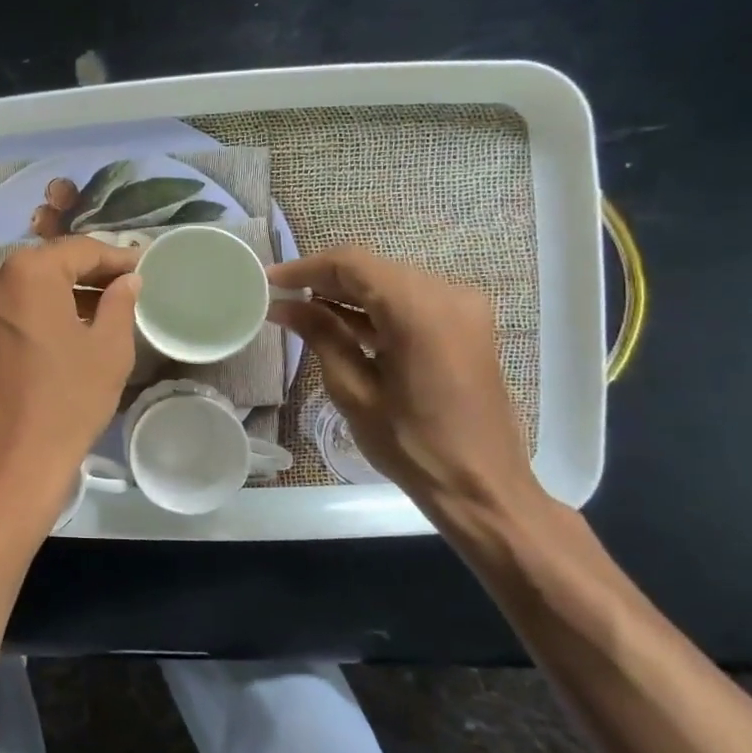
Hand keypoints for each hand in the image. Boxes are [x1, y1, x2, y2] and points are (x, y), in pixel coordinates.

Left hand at [0, 238, 140, 518]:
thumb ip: (120, 302)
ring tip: (105, 306)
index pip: (80, 250)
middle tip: (127, 284)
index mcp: (26, 272)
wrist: (12, 462)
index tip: (143, 265)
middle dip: (89, 273)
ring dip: (64, 292)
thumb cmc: (68, 400)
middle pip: (50, 264)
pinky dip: (40, 310)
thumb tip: (126, 280)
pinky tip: (70, 325)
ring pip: (29, 285)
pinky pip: (12, 307)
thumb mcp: (109, 348)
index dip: (116, 257)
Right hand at [267, 246, 540, 524]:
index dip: (305, 267)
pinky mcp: (467, 325)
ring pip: (391, 281)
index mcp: (419, 310)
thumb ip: (320, 336)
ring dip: (348, 292)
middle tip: (281, 297)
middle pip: (373, 268)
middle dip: (324, 278)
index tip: (269, 281)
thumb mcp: (354, 390)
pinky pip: (411, 300)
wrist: (482, 488)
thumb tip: (283, 306)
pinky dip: (375, 307)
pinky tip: (341, 323)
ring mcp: (463, 308)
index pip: (352, 264)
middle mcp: (448, 294)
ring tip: (302, 309)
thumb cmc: (412, 445)